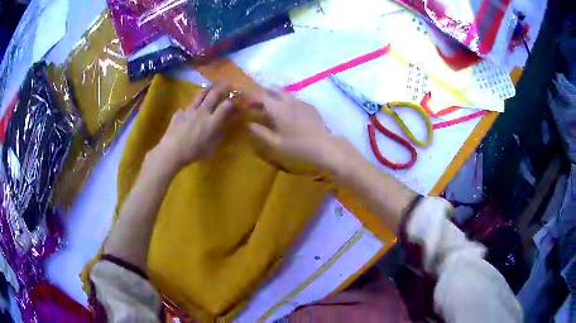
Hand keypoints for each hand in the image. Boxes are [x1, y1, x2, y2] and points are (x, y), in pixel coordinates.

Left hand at [153, 83, 234, 172]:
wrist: (171, 151)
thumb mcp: (212, 146)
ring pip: (200, 95)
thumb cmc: (194, 152)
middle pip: (214, 94)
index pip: (227, 105)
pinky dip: (192, 106)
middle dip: (223, 87)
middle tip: (228, 83)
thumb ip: (220, 132)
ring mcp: (190, 110)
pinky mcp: (179, 112)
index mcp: (212, 121)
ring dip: (208, 89)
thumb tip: (227, 122)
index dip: (233, 101)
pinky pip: (187, 106)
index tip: (237, 100)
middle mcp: (203, 112)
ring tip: (212, 85)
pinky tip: (190, 110)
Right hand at [247, 87, 361, 176]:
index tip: (241, 96)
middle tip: (254, 102)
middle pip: (271, 89)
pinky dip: (284, 101)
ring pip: (283, 92)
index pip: (259, 95)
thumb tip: (248, 123)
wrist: (326, 148)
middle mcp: (289, 100)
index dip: (248, 94)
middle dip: (261, 92)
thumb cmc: (298, 148)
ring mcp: (301, 102)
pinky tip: (285, 112)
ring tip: (268, 107)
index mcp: (278, 109)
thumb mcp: (275, 145)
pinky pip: (293, 98)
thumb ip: (260, 133)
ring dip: (273, 96)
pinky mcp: (309, 106)